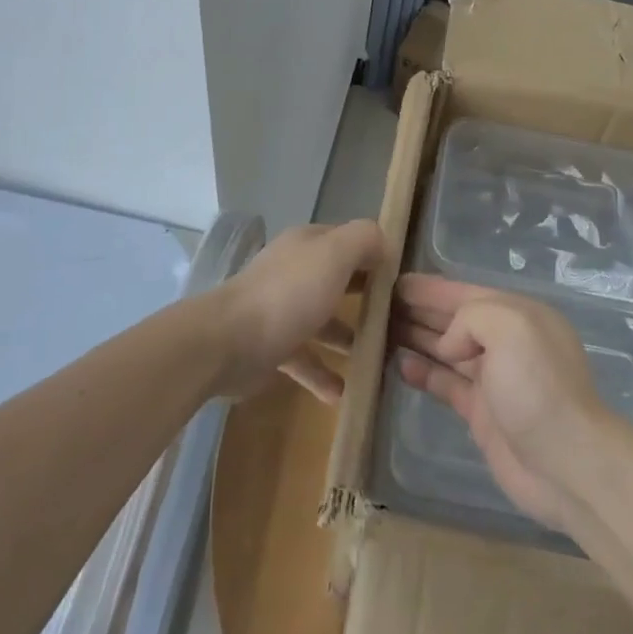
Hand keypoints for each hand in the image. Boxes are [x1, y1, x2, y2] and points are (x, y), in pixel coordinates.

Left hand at [208, 219, 384, 402]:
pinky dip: (323, 374)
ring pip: (323, 320)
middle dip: (367, 298)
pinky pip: (305, 359)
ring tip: (379, 359)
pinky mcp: (271, 346)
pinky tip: (343, 393)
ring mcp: (281, 310)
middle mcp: (295, 271)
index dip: (376, 256)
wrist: (228, 342)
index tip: (404, 282)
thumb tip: (384, 243)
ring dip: (349, 338)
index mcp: (308, 245)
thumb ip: (364, 240)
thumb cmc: (288, 294)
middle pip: (338, 280)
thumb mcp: (334, 254)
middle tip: (399, 322)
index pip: (349, 241)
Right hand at [392, 274, 611, 531]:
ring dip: (417, 338)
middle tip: (378, 303)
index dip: (431, 288)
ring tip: (380, 329)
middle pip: (455, 320)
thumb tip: (448, 344)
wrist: (568, 464)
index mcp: (517, 314)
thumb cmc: (539, 386)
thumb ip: (470, 317)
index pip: (466, 292)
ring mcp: (494, 379)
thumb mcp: (509, 327)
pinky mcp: (482, 414)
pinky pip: (447, 383)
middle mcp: (506, 342)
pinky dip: (424, 372)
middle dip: (420, 310)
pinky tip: (400, 365)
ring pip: (448, 350)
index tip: (394, 281)